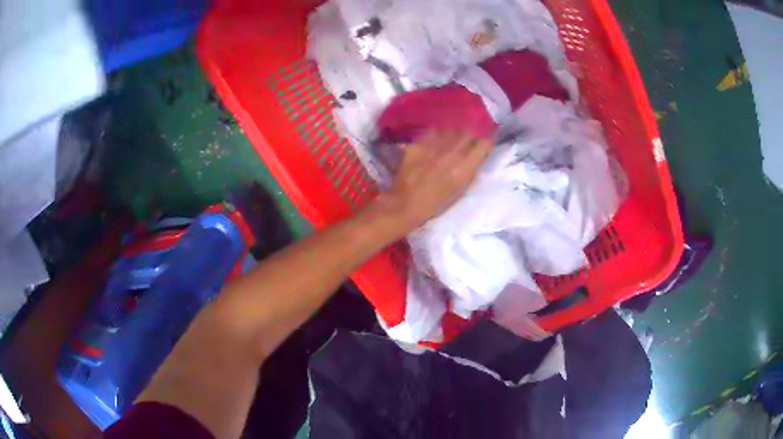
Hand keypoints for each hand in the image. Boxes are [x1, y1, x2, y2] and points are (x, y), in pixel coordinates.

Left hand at [372, 130, 492, 234]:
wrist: (404, 205)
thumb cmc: (434, 205)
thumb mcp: (460, 191)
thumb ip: (470, 172)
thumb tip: (475, 160)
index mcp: (464, 167)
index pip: (484, 144)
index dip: (485, 145)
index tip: (483, 149)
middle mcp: (451, 152)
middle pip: (467, 132)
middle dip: (469, 138)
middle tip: (467, 144)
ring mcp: (433, 146)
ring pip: (450, 130)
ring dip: (453, 135)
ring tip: (449, 143)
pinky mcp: (418, 143)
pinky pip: (432, 133)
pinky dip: (436, 136)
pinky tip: (433, 144)